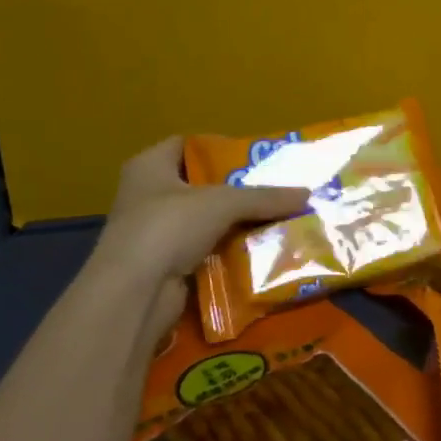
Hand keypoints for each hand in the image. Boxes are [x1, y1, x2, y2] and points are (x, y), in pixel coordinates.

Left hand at [87, 135, 308, 338]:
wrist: (132, 295)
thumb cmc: (168, 227)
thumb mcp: (224, 203)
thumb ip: (265, 197)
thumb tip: (308, 195)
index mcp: (148, 167)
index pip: (186, 145)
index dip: (219, 147)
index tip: (253, 158)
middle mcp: (145, 195)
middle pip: (199, 185)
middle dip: (235, 189)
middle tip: (273, 190)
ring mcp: (150, 233)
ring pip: (202, 221)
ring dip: (233, 223)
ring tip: (273, 219)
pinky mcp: (160, 266)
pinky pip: (201, 251)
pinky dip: (225, 251)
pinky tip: (256, 251)